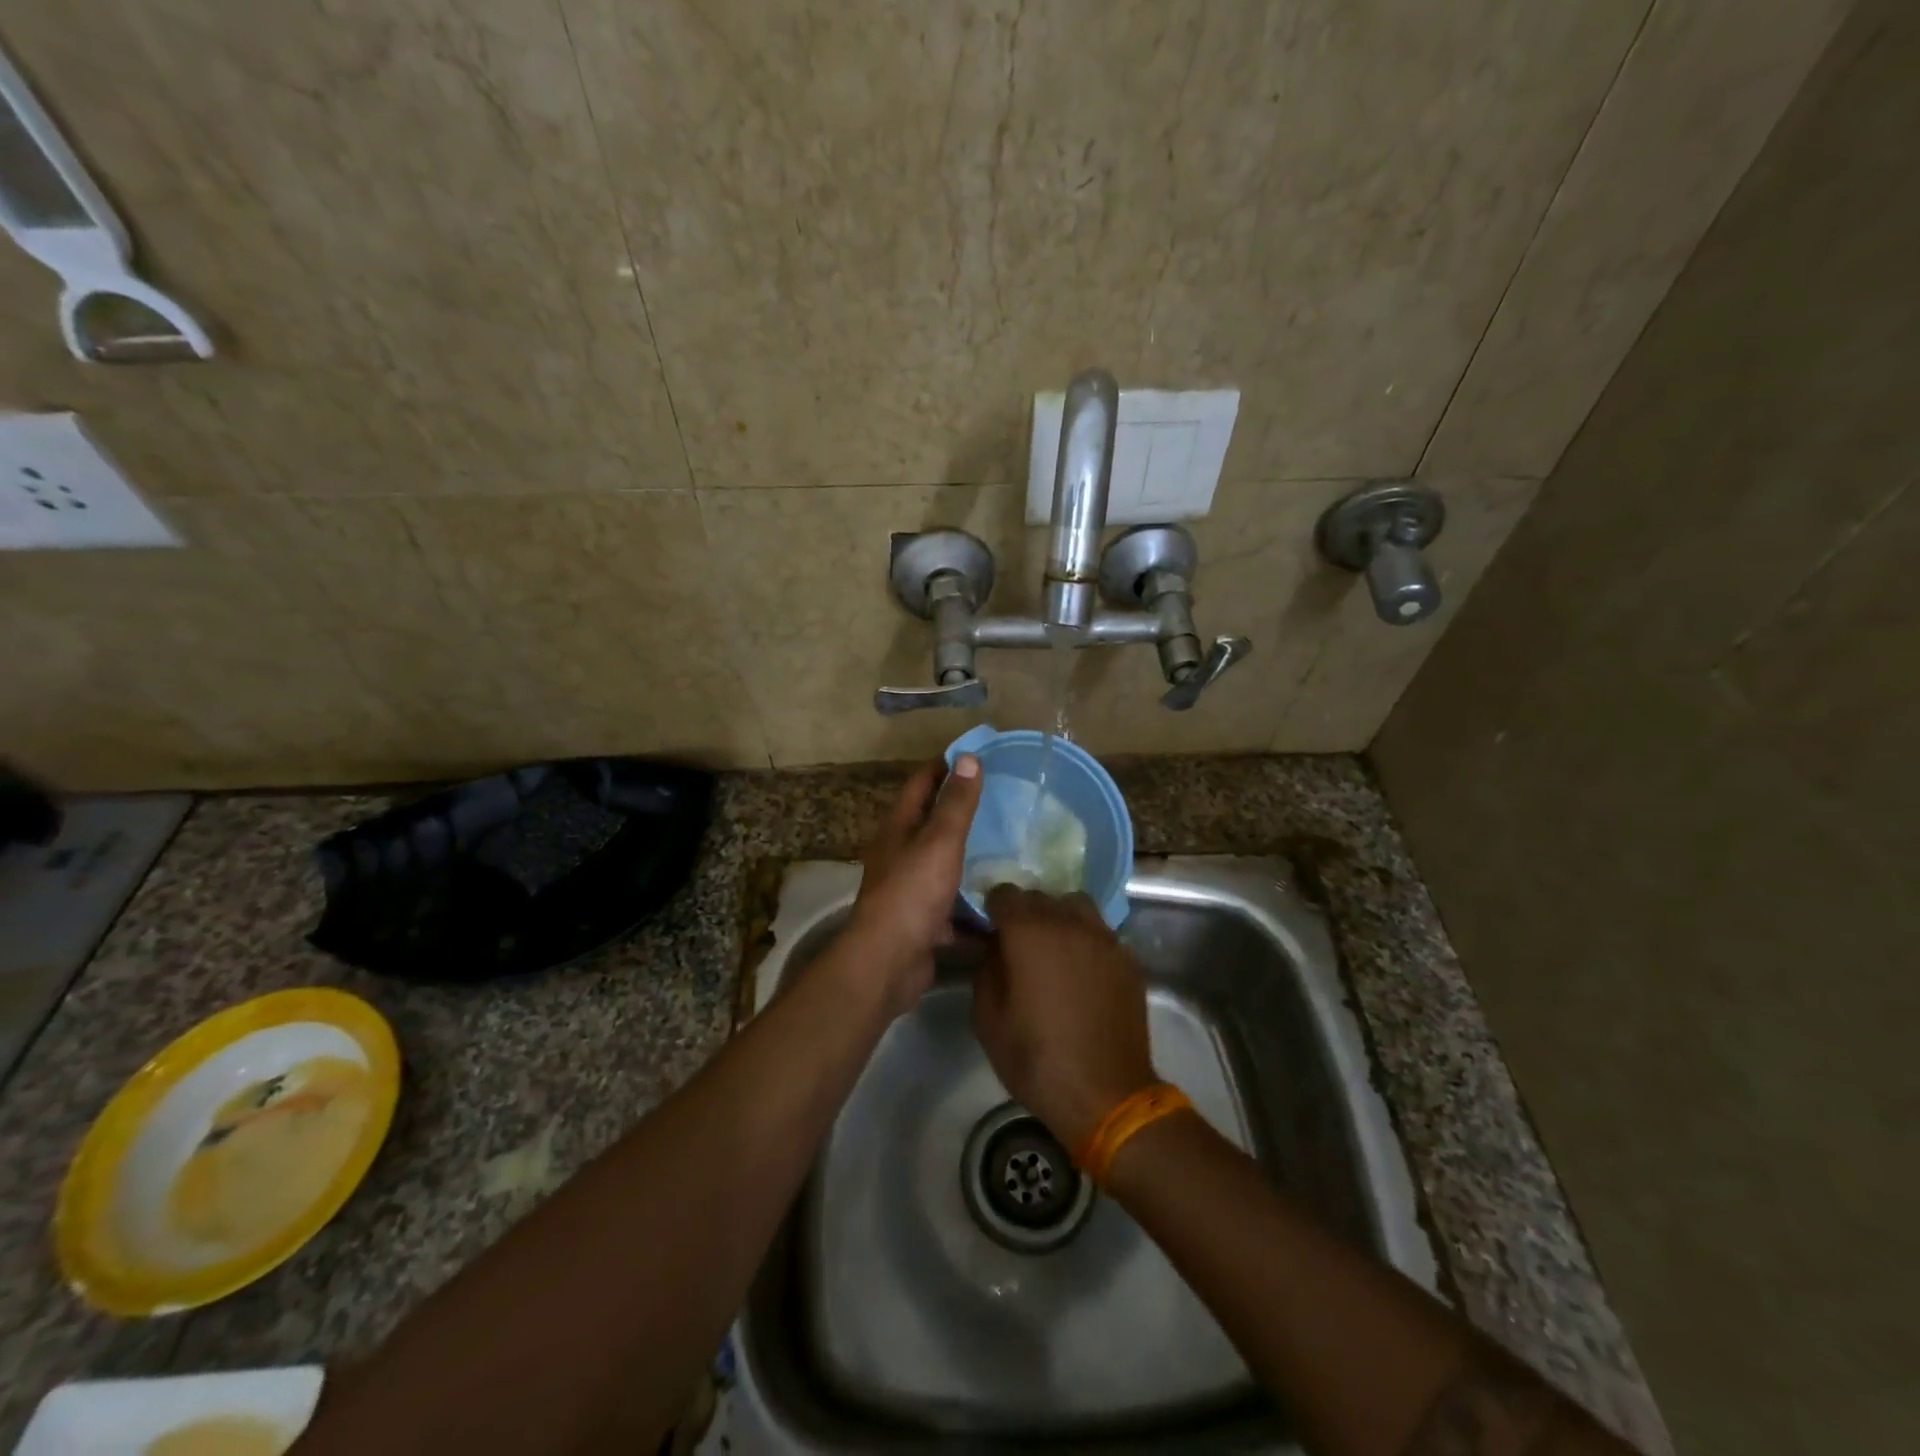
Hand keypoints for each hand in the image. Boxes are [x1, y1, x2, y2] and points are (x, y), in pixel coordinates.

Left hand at [842, 756, 982, 1014]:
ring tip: (1012, 848)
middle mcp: (900, 855)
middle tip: (1004, 801)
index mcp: (899, 829)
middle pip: (932, 824)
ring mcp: (911, 891)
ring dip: (972, 858)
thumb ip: (956, 804)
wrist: (888, 963)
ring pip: (945, 866)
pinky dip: (974, 904)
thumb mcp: (939, 842)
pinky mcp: (924, 923)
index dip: (945, 766)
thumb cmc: (912, 893)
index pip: (921, 783)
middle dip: (963, 812)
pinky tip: (1003, 901)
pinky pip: (954, 907)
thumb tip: (968, 758)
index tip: (977, 755)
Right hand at [972, 886, 1157, 1149]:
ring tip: (1054, 950)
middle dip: (1025, 913)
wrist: (1105, 1094)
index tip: (989, 930)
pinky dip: (1086, 941)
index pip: (1004, 894)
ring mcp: (1104, 938)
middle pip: (1040, 897)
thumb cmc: (1036, 1059)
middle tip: (1018, 945)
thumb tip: (995, 946)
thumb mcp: (988, 1019)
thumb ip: (987, 968)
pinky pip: (1100, 933)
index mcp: (1029, 932)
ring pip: (1076, 906)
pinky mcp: (1128, 958)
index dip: (993, 909)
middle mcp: (1069, 923)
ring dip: (1059, 919)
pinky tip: (1083, 973)